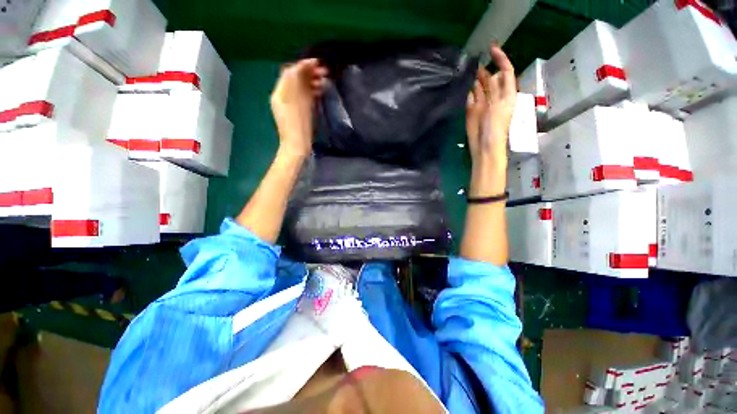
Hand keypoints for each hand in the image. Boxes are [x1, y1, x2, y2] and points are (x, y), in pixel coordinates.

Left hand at [270, 59, 327, 159]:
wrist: (297, 147)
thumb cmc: (297, 126)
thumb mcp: (296, 102)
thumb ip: (297, 83)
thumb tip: (302, 65)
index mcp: (280, 93)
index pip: (290, 72)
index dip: (303, 65)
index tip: (318, 63)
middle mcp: (284, 96)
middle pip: (296, 79)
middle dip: (309, 73)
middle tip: (325, 72)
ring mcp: (291, 105)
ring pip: (302, 88)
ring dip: (312, 82)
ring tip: (325, 81)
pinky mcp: (299, 112)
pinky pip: (305, 97)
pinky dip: (312, 91)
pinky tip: (321, 91)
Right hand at [465, 45, 516, 166]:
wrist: (484, 146)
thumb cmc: (496, 128)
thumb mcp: (499, 106)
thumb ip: (494, 91)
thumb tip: (488, 76)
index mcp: (506, 94)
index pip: (505, 71)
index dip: (500, 59)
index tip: (491, 48)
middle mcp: (494, 96)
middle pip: (489, 78)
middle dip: (482, 69)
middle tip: (471, 62)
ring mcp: (482, 103)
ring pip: (477, 86)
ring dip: (472, 79)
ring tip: (464, 71)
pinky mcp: (471, 110)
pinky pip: (468, 97)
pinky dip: (466, 91)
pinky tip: (461, 86)